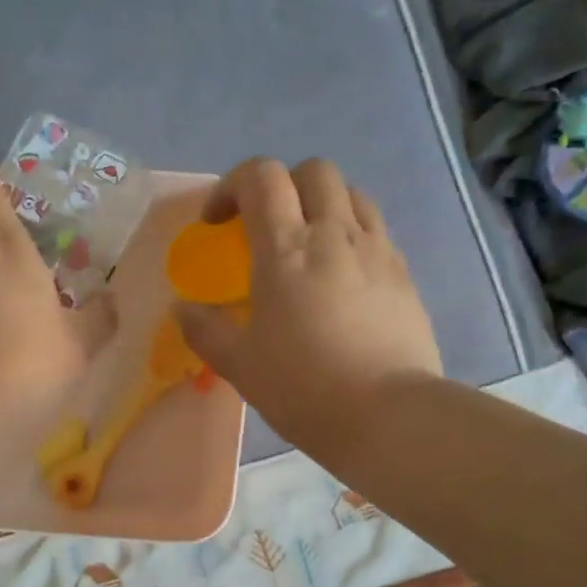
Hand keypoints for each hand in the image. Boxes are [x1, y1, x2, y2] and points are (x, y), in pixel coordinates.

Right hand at [174, 158, 440, 452]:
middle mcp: (334, 234)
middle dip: (282, 185)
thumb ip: (205, 330)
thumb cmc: (303, 387)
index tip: (217, 222)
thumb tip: (182, 309)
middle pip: (313, 171)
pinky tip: (341, 277)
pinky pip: (375, 230)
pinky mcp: (404, 273)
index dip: (232, 186)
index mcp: (286, 250)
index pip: (261, 178)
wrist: (387, 415)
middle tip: (265, 226)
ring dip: (322, 204)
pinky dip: (351, 234)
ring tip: (308, 244)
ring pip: (351, 193)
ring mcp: (376, 250)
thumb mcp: (240, 364)